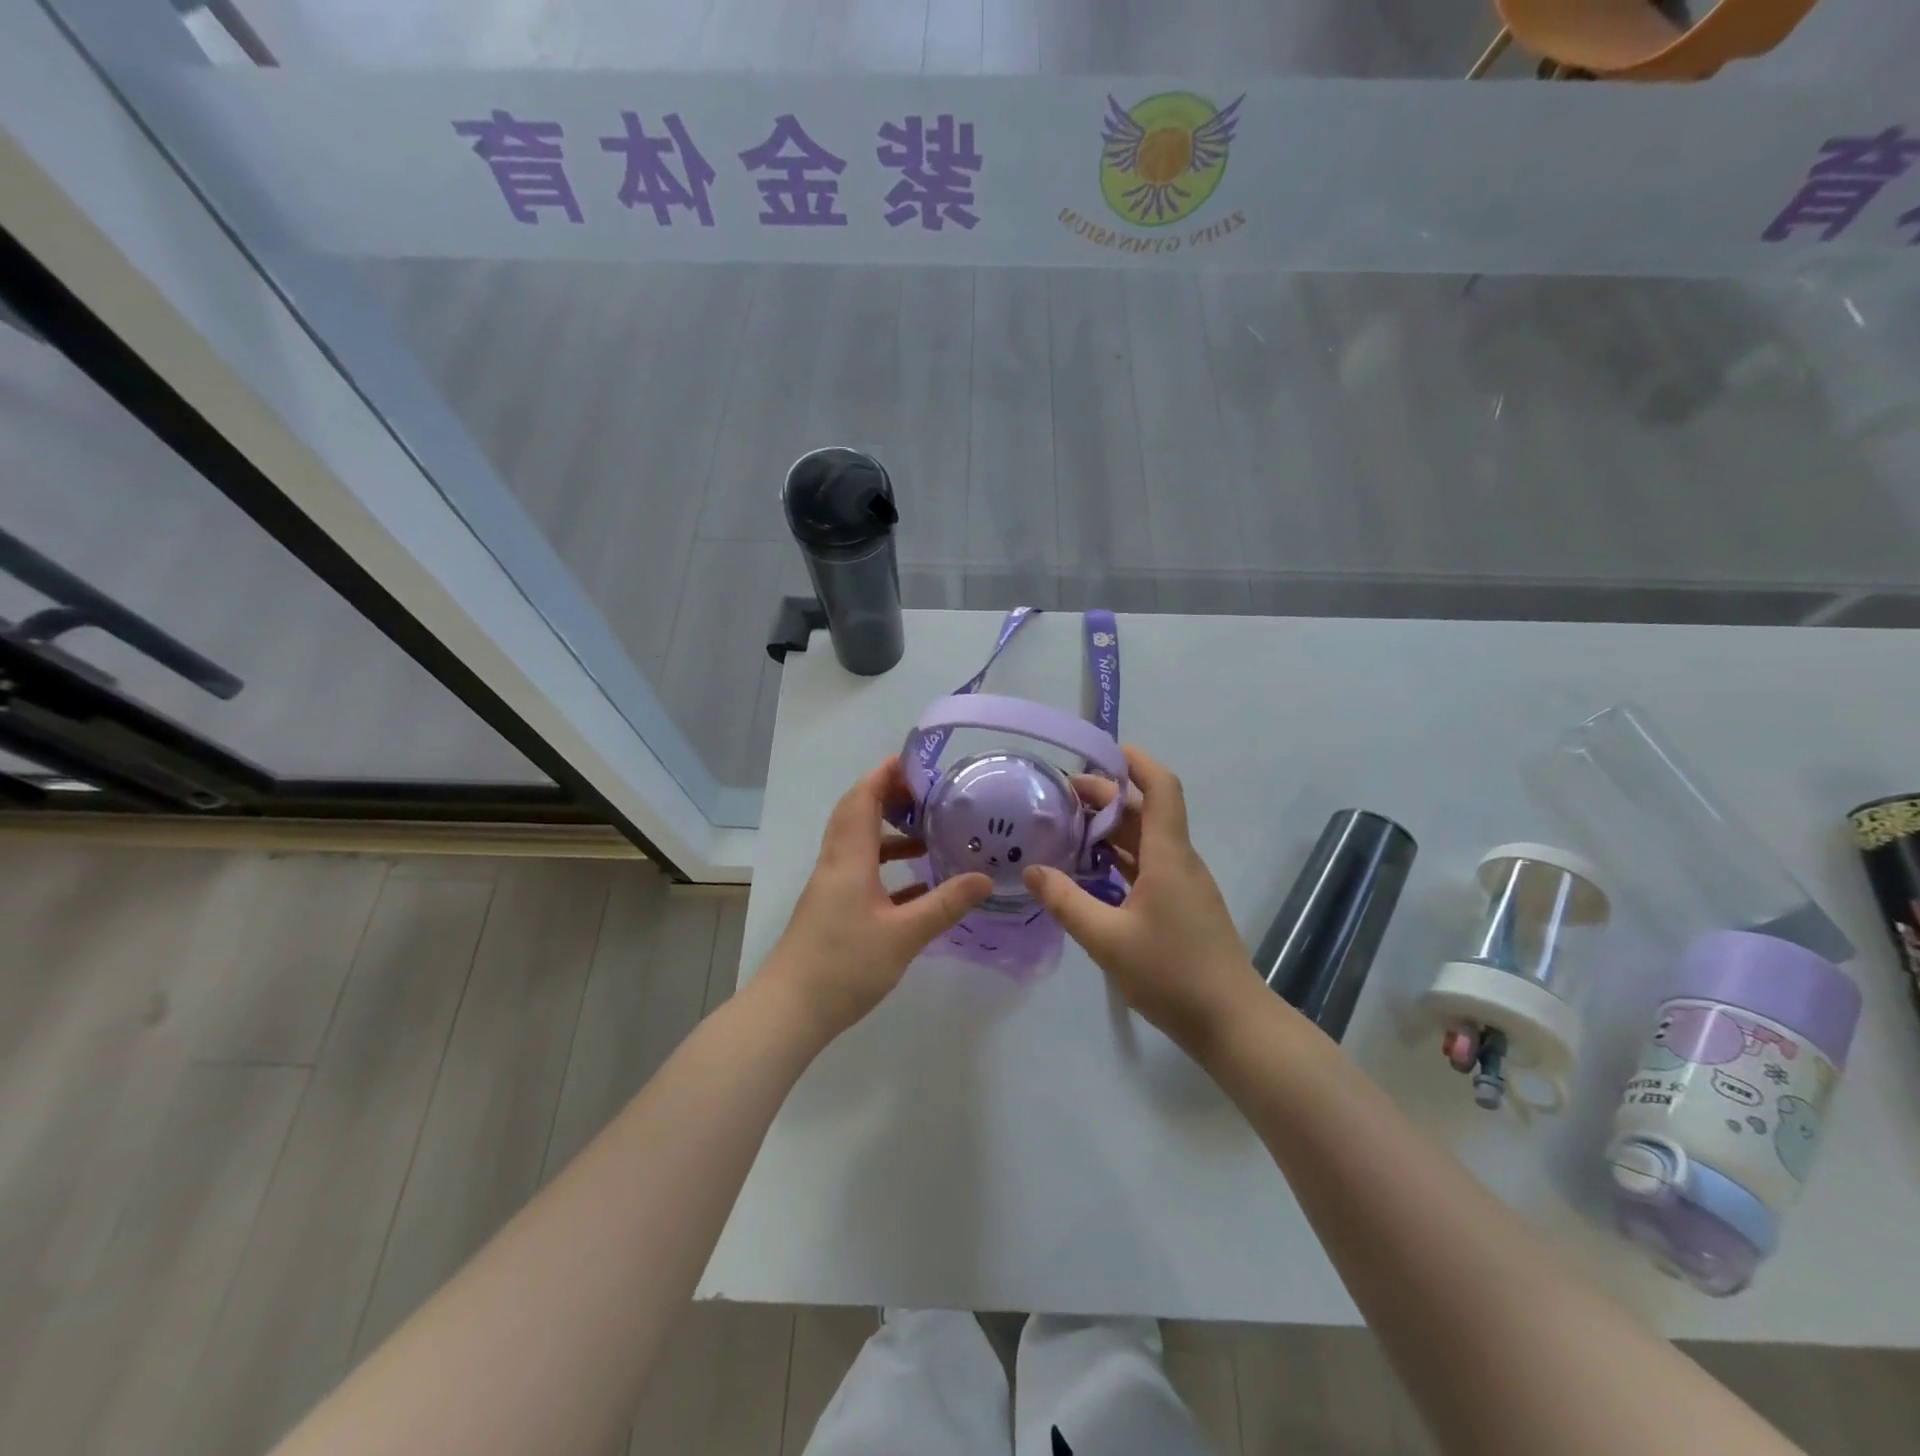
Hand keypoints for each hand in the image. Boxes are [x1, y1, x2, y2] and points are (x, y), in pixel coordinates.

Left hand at [762, 757, 991, 1040]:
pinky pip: (862, 872)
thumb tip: (985, 878)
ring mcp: (832, 887)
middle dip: (889, 796)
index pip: (863, 798)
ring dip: (891, 833)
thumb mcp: (904, 935)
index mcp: (849, 858)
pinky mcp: (833, 909)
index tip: (915, 760)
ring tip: (930, 836)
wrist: (791, 1010)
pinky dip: (888, 867)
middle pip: (858, 813)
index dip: (885, 774)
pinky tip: (918, 885)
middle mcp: (837, 863)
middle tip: (929, 794)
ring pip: (861, 844)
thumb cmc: (845, 965)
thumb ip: (945, 904)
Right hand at [1022, 746, 1260, 1056]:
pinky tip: (1091, 872)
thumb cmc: (1172, 974)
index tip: (1101, 750)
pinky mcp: (1182, 907)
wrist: (1232, 1023)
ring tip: (1068, 828)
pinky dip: (1120, 859)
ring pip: (1146, 841)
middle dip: (1107, 796)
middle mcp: (1179, 861)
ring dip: (1111, 829)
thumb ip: (1066, 902)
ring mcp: (1183, 885)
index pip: (1160, 788)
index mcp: (1168, 855)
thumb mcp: (1107, 940)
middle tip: (1061, 796)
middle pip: (1146, 811)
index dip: (1136, 762)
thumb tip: (1031, 871)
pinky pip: (1148, 867)